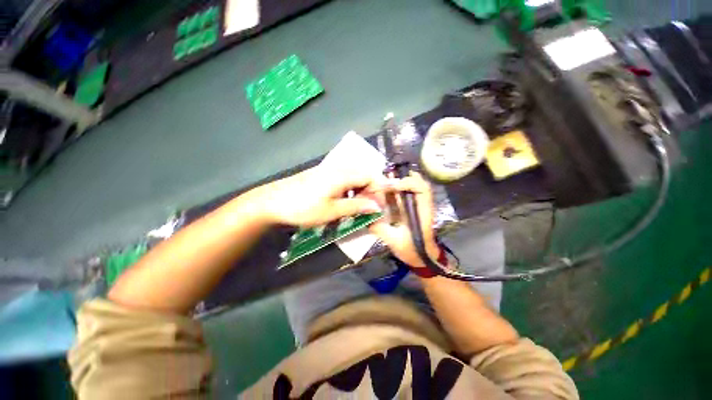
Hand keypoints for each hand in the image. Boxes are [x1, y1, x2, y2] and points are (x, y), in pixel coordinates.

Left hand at [257, 166, 383, 227]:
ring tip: (360, 206)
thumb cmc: (303, 208)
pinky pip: (344, 178)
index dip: (380, 190)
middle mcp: (338, 168)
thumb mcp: (331, 211)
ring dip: (361, 190)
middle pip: (364, 174)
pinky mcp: (323, 174)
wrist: (272, 202)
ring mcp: (329, 169)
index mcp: (342, 175)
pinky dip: (351, 189)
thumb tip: (377, 206)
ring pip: (354, 176)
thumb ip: (356, 206)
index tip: (381, 206)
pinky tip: (346, 200)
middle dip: (372, 191)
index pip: (371, 176)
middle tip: (371, 208)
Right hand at [369, 171, 440, 269]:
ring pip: (414, 185)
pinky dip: (398, 188)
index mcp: (422, 212)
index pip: (422, 189)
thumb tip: (364, 216)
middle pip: (418, 182)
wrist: (423, 257)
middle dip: (402, 177)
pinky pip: (408, 192)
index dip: (408, 183)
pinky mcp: (414, 207)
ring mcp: (419, 204)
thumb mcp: (394, 241)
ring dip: (399, 181)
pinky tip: (386, 190)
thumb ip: (380, 229)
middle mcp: (422, 204)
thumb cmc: (412, 251)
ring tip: (384, 182)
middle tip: (384, 179)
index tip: (392, 186)